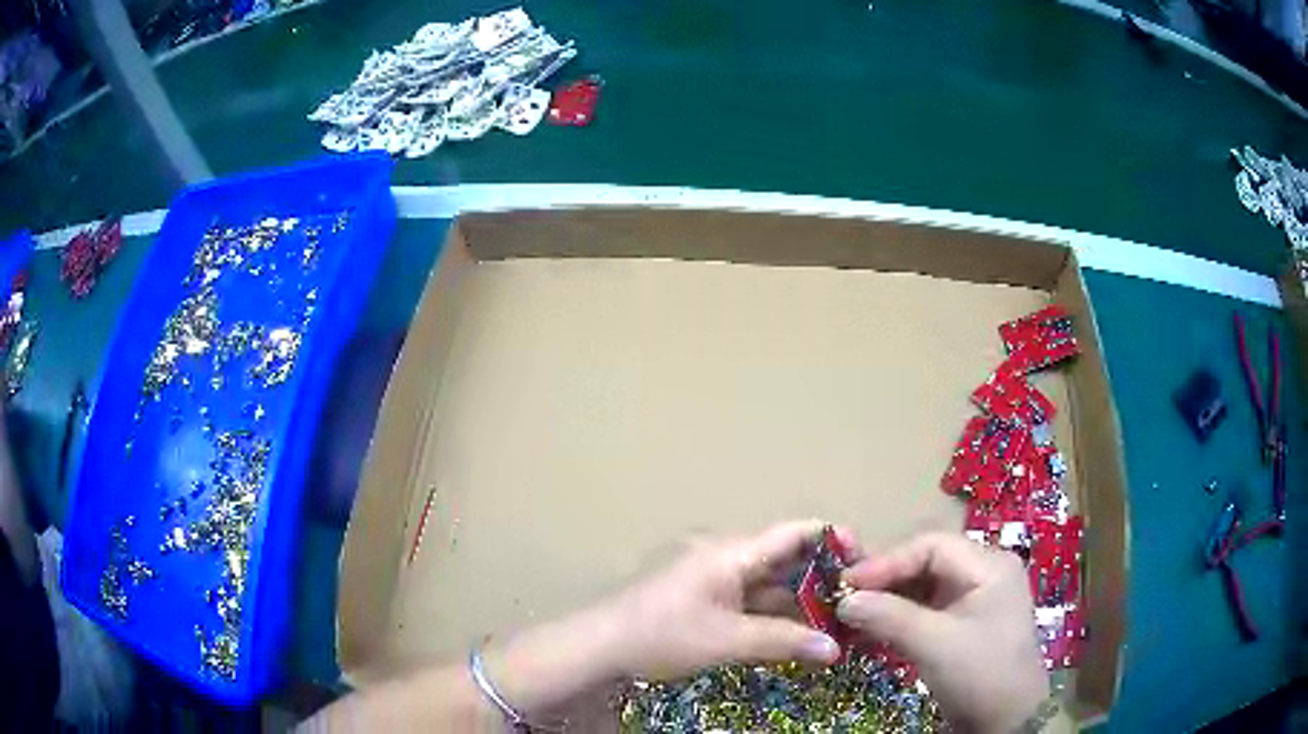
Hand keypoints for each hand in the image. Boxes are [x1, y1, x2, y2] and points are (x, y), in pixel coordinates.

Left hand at [598, 520, 843, 680]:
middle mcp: (725, 555)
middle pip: (784, 559)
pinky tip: (792, 633)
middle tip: (855, 602)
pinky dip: (771, 613)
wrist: (600, 645)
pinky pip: (748, 599)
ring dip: (796, 601)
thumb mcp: (728, 641)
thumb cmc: (663, 634)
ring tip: (833, 622)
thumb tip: (836, 649)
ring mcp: (711, 577)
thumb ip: (784, 642)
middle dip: (820, 580)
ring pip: (766, 583)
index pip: (794, 533)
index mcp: (731, 551)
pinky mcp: (702, 597)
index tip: (864, 558)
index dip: (832, 538)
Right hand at [837, 533, 1048, 733]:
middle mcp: (985, 572)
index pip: (931, 546)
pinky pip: (929, 608)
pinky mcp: (967, 622)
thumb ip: (888, 616)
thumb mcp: (933, 644)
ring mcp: (978, 598)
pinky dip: (901, 616)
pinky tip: (875, 629)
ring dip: (890, 599)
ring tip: (854, 615)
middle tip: (847, 597)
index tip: (847, 583)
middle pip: (928, 562)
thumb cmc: (979, 672)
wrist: (1008, 719)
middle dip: (886, 580)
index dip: (887, 561)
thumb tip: (843, 600)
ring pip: (926, 586)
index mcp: (989, 564)